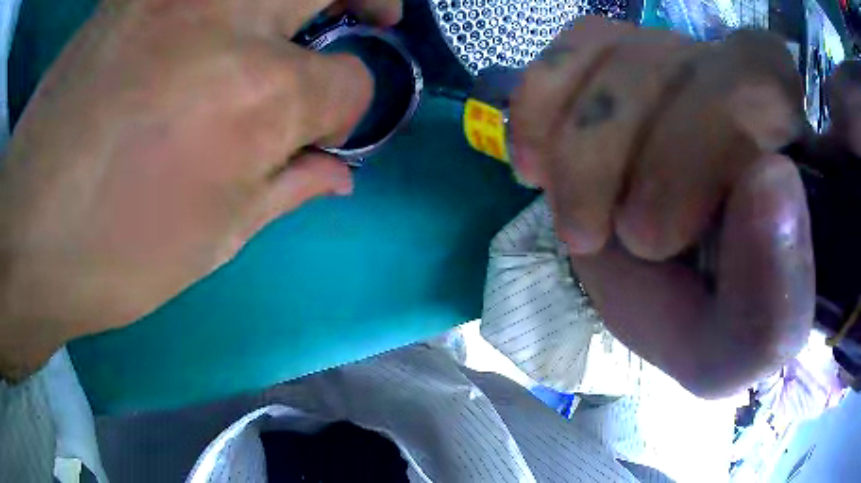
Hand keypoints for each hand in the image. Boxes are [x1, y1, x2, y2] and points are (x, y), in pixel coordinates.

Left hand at [0, 0, 400, 379]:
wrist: (25, 233)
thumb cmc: (117, 254)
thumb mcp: (216, 236)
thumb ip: (289, 186)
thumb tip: (339, 172)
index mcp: (258, 93)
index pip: (349, 82)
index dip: (351, 107)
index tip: (332, 126)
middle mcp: (229, 17)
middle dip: (368, 0)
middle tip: (368, 17)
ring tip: (296, 20)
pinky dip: (232, 4)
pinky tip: (221, 27)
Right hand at [511, 17, 813, 397]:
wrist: (671, 296)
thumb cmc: (714, 325)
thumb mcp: (742, 349)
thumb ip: (776, 300)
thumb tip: (773, 179)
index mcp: (797, 155)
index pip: (767, 86)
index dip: (710, 144)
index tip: (663, 239)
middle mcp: (744, 85)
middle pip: (687, 64)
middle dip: (638, 158)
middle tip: (616, 238)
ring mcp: (681, 59)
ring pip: (624, 53)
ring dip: (582, 145)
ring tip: (577, 220)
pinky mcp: (624, 58)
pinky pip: (577, 42)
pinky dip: (542, 100)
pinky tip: (536, 161)